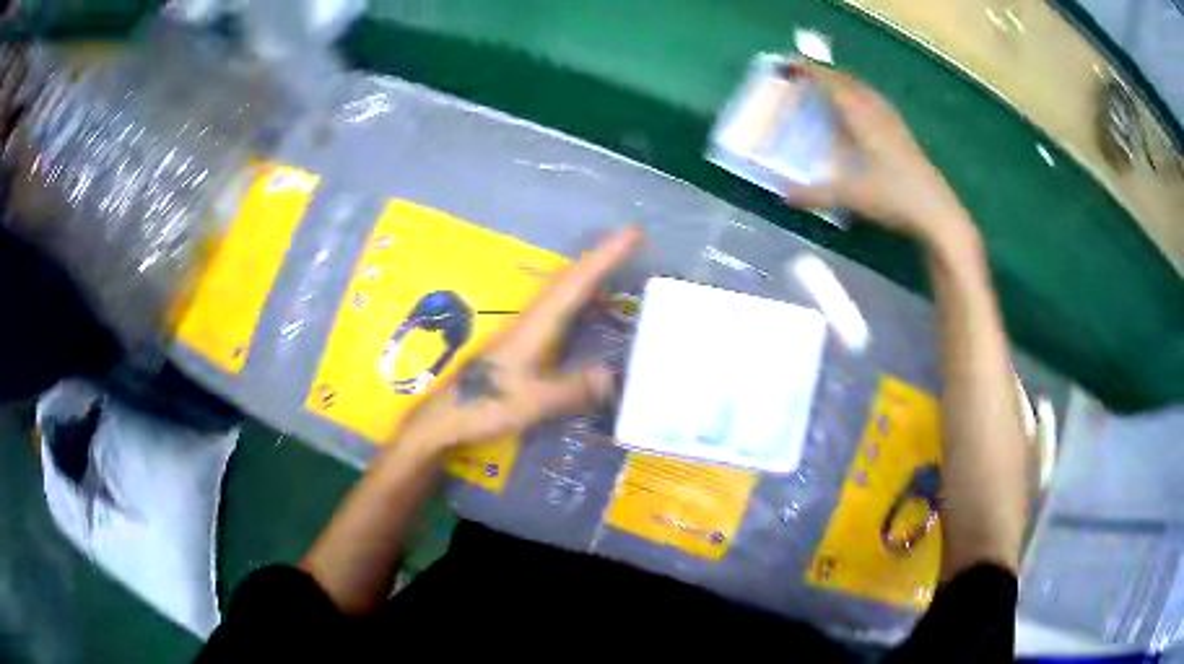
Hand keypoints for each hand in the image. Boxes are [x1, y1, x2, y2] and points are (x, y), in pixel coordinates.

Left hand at [393, 226, 644, 452]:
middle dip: (600, 258)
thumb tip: (614, 374)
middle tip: (631, 242)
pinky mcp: (520, 344)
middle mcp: (530, 320)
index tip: (631, 233)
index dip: (604, 257)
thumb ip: (571, 389)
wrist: (444, 419)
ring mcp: (524, 330)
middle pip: (569, 279)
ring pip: (562, 292)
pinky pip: (558, 311)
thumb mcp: (532, 403)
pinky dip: (579, 301)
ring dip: (589, 276)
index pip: (575, 284)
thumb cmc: (484, 407)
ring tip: (618, 269)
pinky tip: (590, 312)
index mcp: (535, 326)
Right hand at [782, 64, 973, 247]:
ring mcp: (893, 123)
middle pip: (848, 82)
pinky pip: (875, 104)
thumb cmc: (894, 197)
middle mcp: (877, 113)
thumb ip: (814, 194)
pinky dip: (858, 98)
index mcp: (862, 117)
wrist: (938, 213)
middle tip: (803, 76)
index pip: (832, 83)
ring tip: (827, 89)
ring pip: (864, 91)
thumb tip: (782, 193)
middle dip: (824, 74)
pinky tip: (858, 113)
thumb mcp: (850, 197)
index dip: (810, 70)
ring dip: (843, 84)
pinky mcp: (903, 135)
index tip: (788, 64)